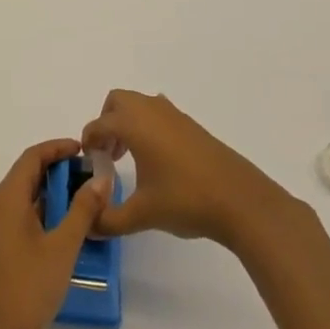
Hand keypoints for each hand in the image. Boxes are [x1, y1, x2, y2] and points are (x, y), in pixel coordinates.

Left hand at [0, 139, 110, 328]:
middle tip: (88, 173)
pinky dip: (41, 211)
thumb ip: (82, 210)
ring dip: (49, 192)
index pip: (31, 158)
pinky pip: (18, 216)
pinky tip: (63, 226)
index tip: (83, 149)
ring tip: (82, 198)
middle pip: (25, 175)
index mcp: (6, 199)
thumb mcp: (63, 247)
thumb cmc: (30, 288)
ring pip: (22, 197)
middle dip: (56, 170)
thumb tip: (101, 179)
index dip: (56, 148)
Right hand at [83, 90, 300, 249]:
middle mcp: (150, 111)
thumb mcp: (141, 215)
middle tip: (108, 154)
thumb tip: (88, 227)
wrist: (241, 200)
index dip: (89, 142)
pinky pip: (158, 113)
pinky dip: (148, 126)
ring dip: (127, 122)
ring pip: (139, 104)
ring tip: (131, 156)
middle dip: (106, 122)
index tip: (89, 163)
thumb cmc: (185, 200)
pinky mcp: (191, 125)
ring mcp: (174, 115)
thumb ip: (108, 220)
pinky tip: (158, 158)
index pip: (98, 125)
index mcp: (133, 124)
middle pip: (117, 101)